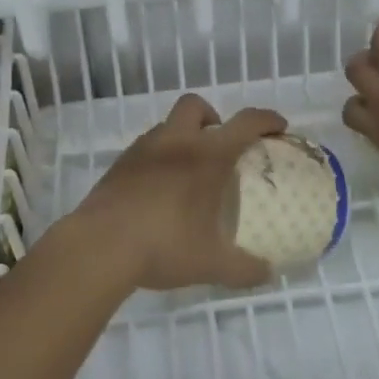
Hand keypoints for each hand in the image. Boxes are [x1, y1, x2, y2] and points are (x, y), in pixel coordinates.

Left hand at [64, 94, 287, 292]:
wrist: (100, 246)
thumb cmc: (164, 246)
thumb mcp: (212, 264)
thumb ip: (245, 268)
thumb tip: (268, 273)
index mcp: (207, 156)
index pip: (245, 122)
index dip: (266, 119)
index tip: (278, 126)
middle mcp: (176, 142)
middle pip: (196, 106)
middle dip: (213, 117)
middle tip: (220, 146)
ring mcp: (143, 150)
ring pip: (168, 126)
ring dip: (183, 137)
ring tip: (188, 172)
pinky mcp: (119, 165)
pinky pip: (146, 148)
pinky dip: (159, 158)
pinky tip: (159, 189)